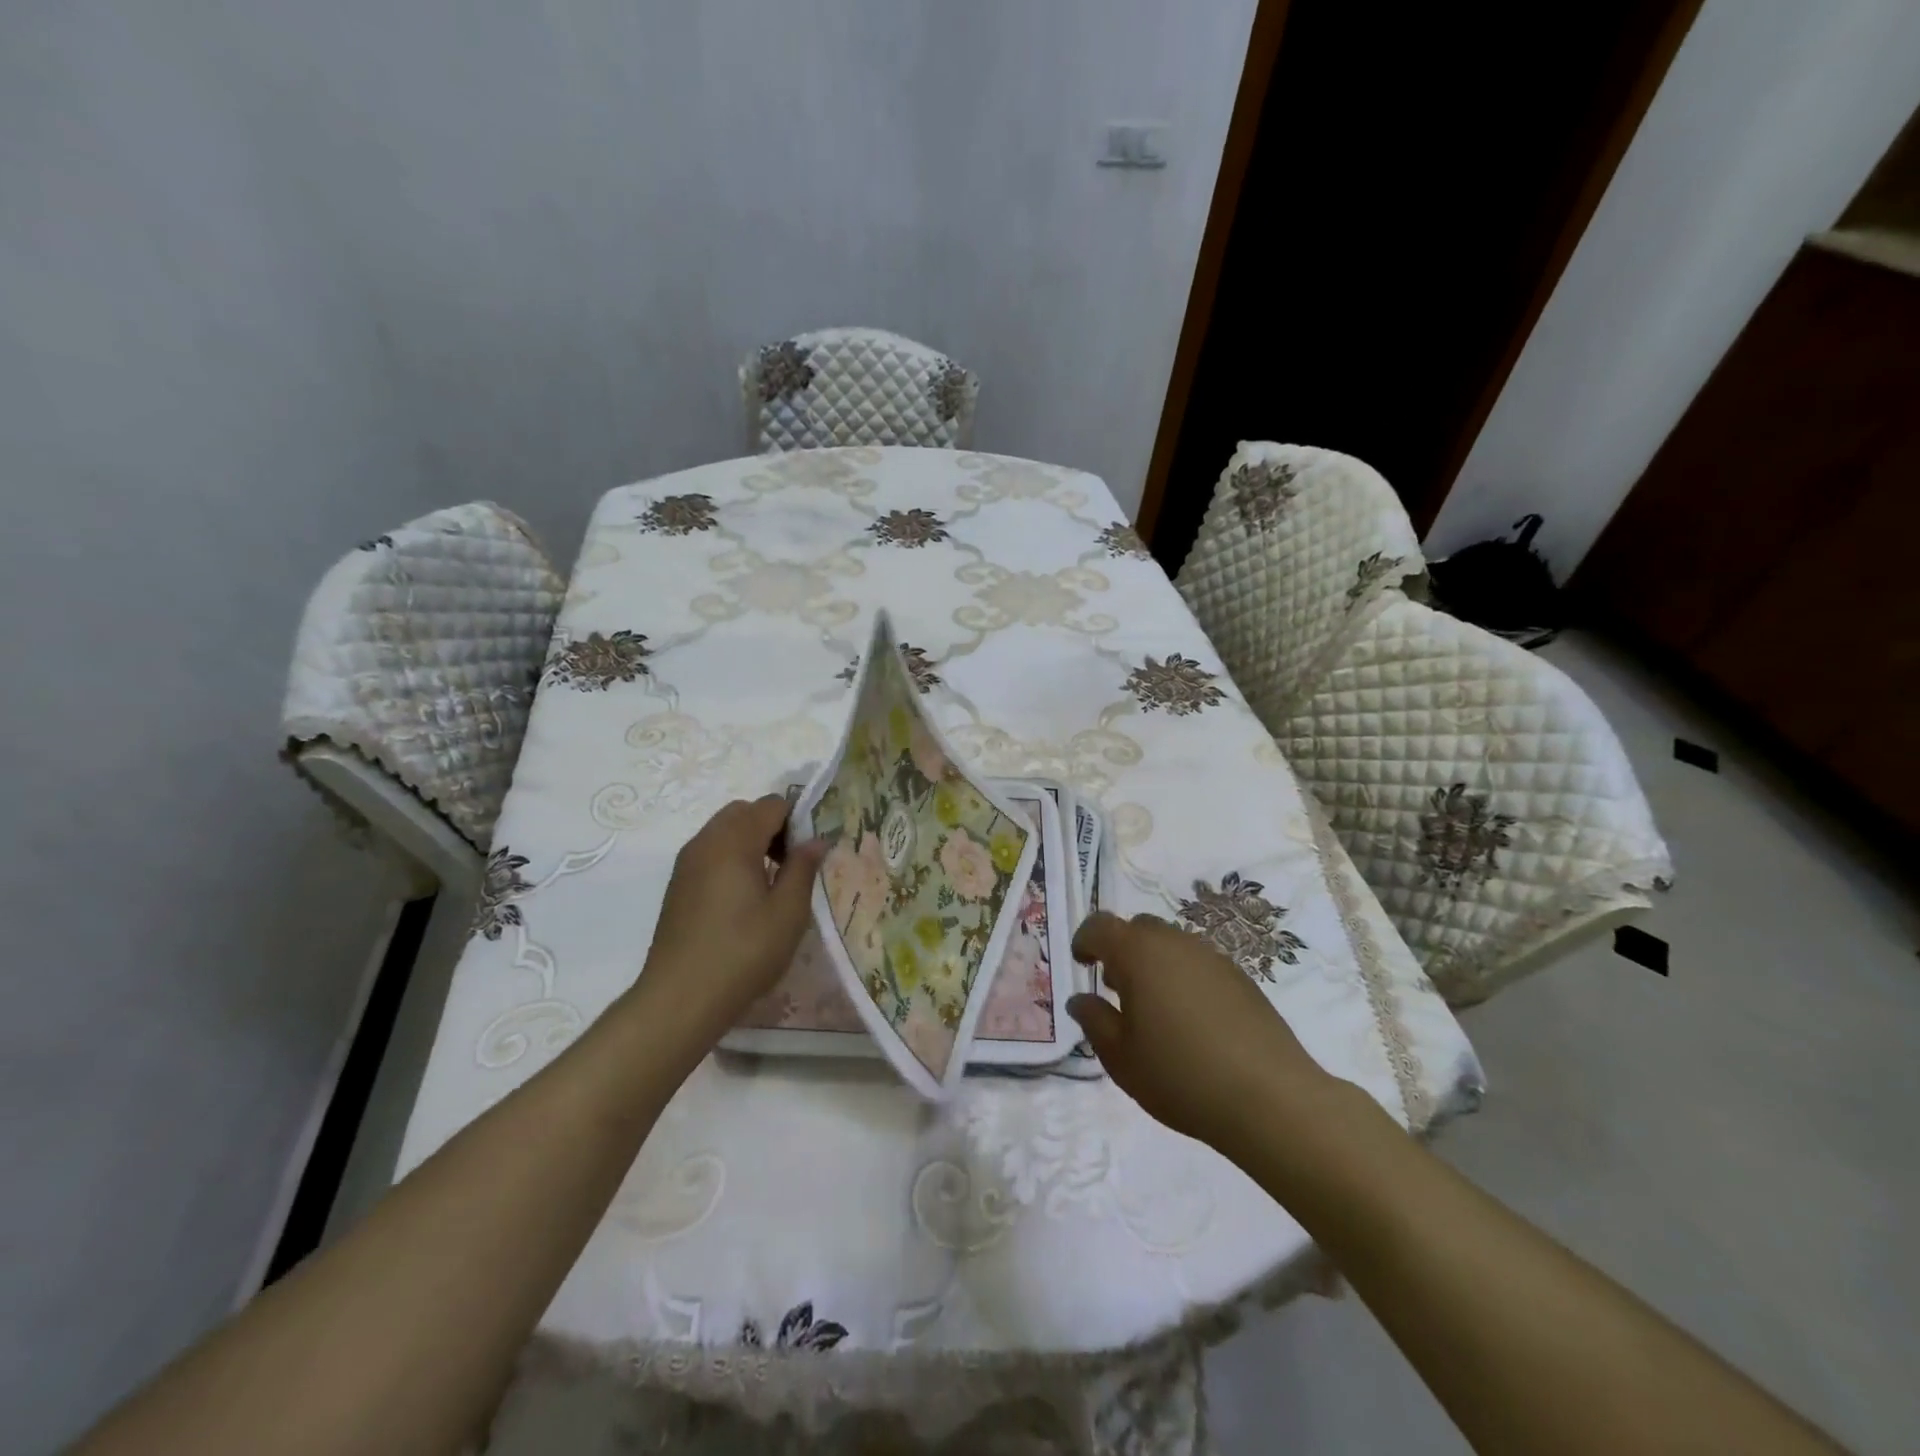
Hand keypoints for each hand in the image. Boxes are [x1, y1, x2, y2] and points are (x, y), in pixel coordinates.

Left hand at [635, 796, 825, 1049]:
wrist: (680, 998)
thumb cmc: (743, 952)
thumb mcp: (788, 912)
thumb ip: (803, 868)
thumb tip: (816, 840)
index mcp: (734, 841)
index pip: (771, 805)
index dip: (797, 819)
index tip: (810, 851)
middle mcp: (706, 842)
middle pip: (744, 811)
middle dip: (772, 825)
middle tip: (791, 863)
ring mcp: (686, 863)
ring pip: (724, 830)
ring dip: (750, 841)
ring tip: (770, 882)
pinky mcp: (678, 885)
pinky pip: (710, 852)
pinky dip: (731, 857)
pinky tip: (744, 897)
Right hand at [1068, 912, 1334, 1156]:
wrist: (1270, 1098)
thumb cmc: (1180, 1075)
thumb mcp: (1121, 1057)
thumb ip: (1094, 1021)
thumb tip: (1080, 1000)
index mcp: (1138, 953)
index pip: (1101, 925)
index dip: (1085, 940)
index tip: (1082, 964)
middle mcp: (1175, 942)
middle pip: (1139, 928)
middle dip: (1121, 950)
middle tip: (1116, 988)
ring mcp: (1213, 957)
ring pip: (1172, 944)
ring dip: (1154, 963)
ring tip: (1154, 1009)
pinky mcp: (1241, 978)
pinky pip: (1199, 963)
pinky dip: (1184, 977)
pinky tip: (1191, 1021)